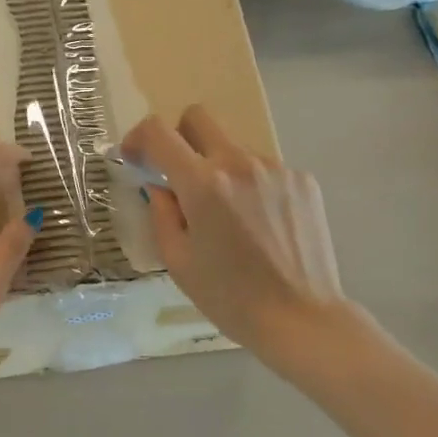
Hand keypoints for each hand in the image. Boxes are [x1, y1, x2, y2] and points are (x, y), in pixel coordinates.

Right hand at [123, 106, 350, 363]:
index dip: (138, 138)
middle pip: (198, 118)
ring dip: (219, 169)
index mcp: (203, 185)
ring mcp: (276, 169)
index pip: (159, 133)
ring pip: (234, 148)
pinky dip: (250, 186)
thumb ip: (162, 215)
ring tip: (228, 217)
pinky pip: (264, 169)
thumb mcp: (179, 262)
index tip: (135, 158)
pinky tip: (259, 225)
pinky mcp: (303, 180)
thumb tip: (160, 187)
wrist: (300, 318)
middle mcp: (240, 164)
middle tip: (179, 176)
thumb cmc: (229, 298)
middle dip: (179, 138)